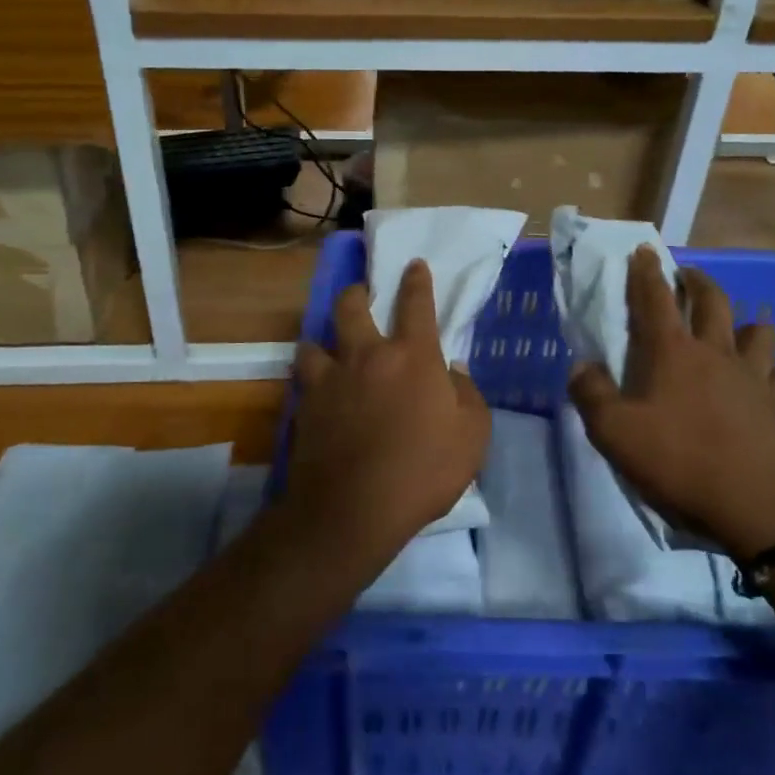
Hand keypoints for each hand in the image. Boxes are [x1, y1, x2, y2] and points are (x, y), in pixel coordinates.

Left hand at [288, 260, 490, 568]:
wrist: (353, 509)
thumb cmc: (423, 470)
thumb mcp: (472, 436)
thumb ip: (467, 396)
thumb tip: (453, 372)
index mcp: (412, 356)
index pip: (416, 304)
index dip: (417, 281)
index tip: (414, 265)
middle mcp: (367, 356)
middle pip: (352, 307)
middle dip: (357, 293)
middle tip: (361, 294)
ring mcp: (330, 379)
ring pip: (315, 340)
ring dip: (323, 337)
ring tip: (328, 346)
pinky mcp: (305, 406)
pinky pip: (302, 378)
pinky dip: (310, 376)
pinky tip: (315, 388)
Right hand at [568, 247, 774, 561]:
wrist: (759, 507)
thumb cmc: (681, 463)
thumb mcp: (615, 435)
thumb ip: (591, 396)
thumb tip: (581, 368)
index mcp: (672, 353)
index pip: (655, 298)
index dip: (646, 272)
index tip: (643, 251)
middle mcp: (716, 353)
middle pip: (712, 300)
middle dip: (696, 281)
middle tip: (687, 276)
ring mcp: (754, 377)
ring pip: (758, 331)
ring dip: (744, 324)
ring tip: (733, 332)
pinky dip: (773, 372)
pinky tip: (765, 384)